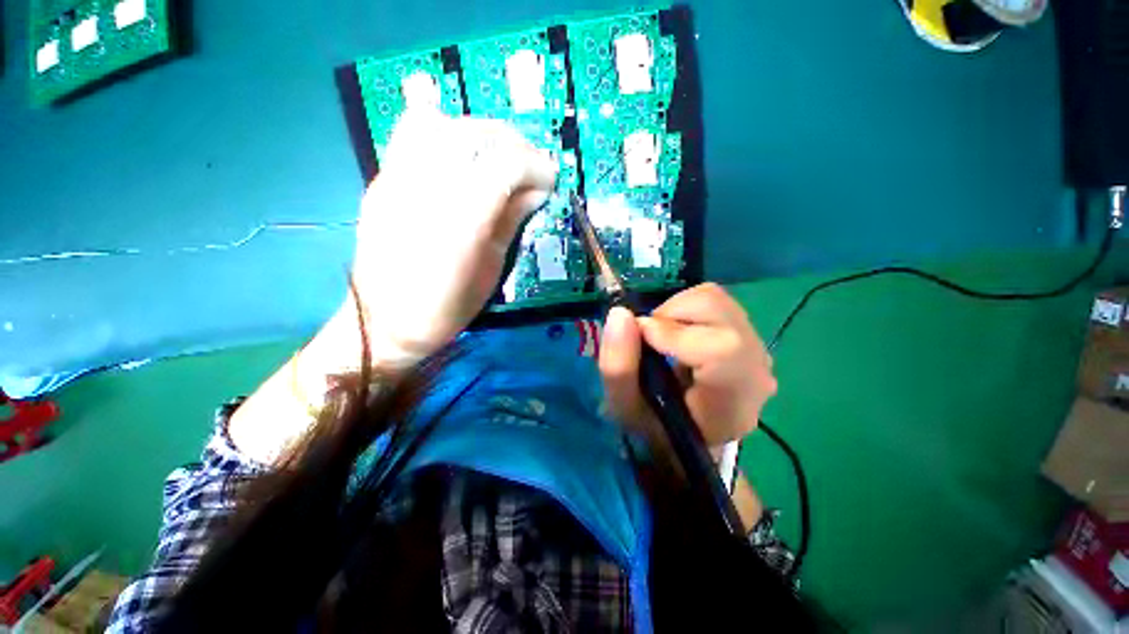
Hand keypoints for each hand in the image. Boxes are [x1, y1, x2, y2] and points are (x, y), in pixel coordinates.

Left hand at [348, 111, 557, 365]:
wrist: (383, 322)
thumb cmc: (446, 307)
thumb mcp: (491, 270)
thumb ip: (511, 222)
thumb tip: (536, 191)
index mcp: (460, 222)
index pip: (505, 165)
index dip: (536, 166)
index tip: (551, 180)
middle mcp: (425, 190)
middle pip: (474, 133)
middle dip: (513, 143)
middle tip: (529, 166)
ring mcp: (396, 179)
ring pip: (440, 122)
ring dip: (478, 133)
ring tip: (495, 156)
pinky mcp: (381, 180)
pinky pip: (411, 134)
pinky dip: (445, 134)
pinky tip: (460, 160)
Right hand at [598, 283, 776, 447]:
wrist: (689, 430)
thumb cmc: (657, 427)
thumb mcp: (626, 409)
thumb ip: (618, 367)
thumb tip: (620, 313)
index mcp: (731, 401)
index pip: (719, 348)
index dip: (670, 333)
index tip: (640, 339)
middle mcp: (756, 370)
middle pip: (716, 309)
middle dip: (669, 314)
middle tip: (650, 339)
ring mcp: (758, 348)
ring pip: (715, 299)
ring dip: (676, 310)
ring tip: (663, 337)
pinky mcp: (750, 334)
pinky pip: (716, 303)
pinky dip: (686, 310)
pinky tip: (679, 335)